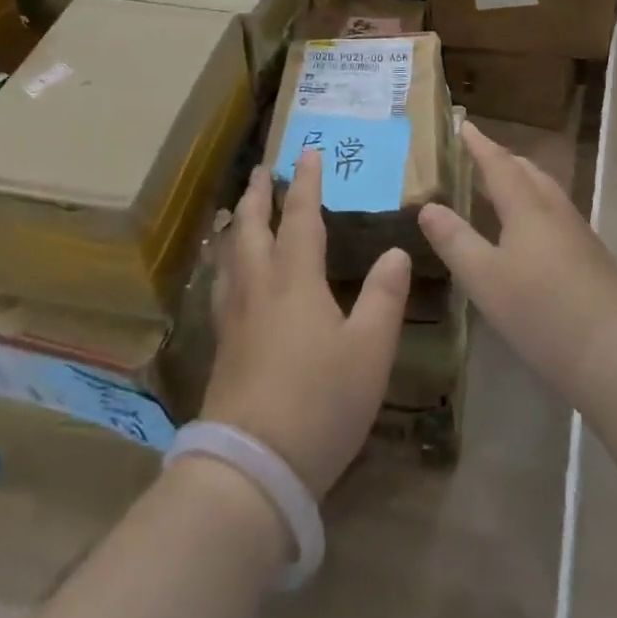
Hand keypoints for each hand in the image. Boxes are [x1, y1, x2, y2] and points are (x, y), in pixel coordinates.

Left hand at [200, 151, 411, 496]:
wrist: (252, 466)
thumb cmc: (319, 402)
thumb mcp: (369, 350)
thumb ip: (384, 296)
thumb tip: (396, 251)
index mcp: (295, 279)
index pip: (300, 216)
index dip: (305, 181)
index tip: (307, 151)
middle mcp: (258, 287)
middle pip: (251, 227)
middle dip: (257, 195)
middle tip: (260, 170)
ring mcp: (233, 317)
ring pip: (229, 255)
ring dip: (235, 224)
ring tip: (234, 211)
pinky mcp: (221, 346)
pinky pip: (220, 285)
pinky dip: (224, 263)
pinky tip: (226, 276)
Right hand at [419, 124, 616, 407]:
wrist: (616, 352)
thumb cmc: (542, 310)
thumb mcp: (484, 278)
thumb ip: (454, 240)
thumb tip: (428, 207)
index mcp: (527, 206)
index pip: (498, 163)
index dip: (479, 144)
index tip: (463, 124)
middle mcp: (553, 209)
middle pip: (526, 171)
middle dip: (501, 159)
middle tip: (476, 156)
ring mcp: (576, 232)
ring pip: (544, 192)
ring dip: (520, 181)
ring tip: (497, 189)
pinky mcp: (589, 256)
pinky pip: (554, 213)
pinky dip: (533, 206)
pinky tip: (526, 233)